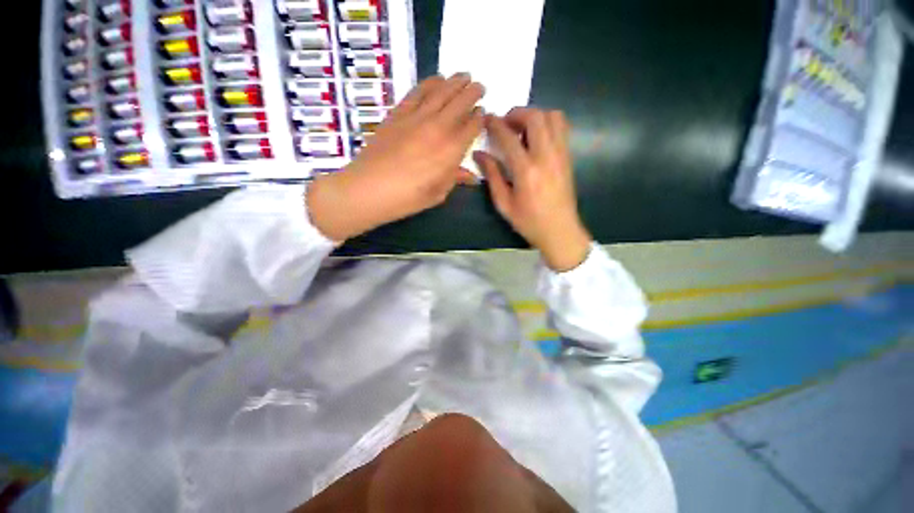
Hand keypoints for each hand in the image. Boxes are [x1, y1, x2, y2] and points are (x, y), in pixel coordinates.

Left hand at [307, 74, 483, 240]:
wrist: (370, 188)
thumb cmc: (408, 198)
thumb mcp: (437, 193)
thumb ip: (455, 179)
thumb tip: (471, 176)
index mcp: (452, 150)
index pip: (472, 127)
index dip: (479, 118)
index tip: (482, 113)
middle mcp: (439, 128)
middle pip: (461, 103)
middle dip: (473, 93)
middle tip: (479, 86)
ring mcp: (417, 117)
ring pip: (441, 91)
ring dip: (455, 82)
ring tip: (463, 76)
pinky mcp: (399, 113)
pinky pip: (418, 92)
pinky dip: (430, 83)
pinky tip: (437, 79)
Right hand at [476, 108, 591, 271]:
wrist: (559, 230)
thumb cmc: (528, 221)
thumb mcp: (504, 203)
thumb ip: (492, 175)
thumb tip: (479, 154)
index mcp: (526, 171)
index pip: (508, 137)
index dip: (494, 124)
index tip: (486, 119)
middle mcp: (546, 156)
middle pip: (535, 117)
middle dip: (516, 113)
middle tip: (505, 123)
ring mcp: (561, 154)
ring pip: (552, 117)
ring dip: (535, 115)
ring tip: (522, 129)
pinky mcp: (568, 157)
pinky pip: (562, 128)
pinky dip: (548, 123)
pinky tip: (536, 137)